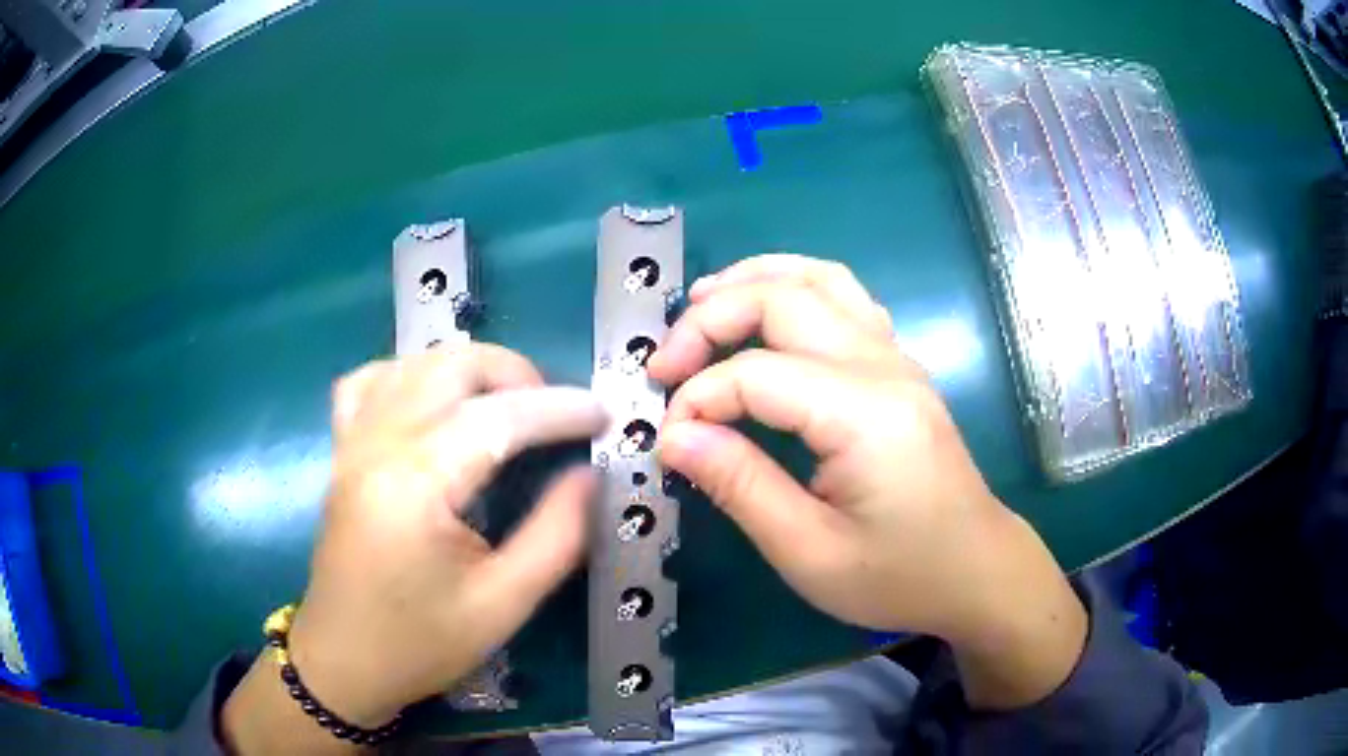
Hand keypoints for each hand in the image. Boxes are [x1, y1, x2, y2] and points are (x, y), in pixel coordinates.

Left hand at [223, 345, 605, 752]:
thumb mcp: (503, 605)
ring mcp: (352, 442)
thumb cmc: (421, 644)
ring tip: (508, 404)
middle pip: (451, 366)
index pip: (498, 418)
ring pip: (414, 363)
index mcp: (415, 485)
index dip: (560, 409)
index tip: (605, 416)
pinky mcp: (341, 451)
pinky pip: (370, 382)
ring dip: (469, 369)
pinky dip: (411, 374)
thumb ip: (556, 535)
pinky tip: (433, 401)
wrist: (343, 663)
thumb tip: (589, 474)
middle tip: (556, 414)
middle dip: (516, 374)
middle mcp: (377, 445)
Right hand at [648, 254, 1086, 708]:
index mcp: (865, 415)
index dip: (698, 397)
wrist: (977, 570)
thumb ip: (740, 486)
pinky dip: (793, 288)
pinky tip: (765, 313)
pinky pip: (844, 297)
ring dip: (754, 278)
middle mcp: (884, 367)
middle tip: (665, 363)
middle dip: (710, 318)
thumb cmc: (899, 575)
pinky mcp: (900, 366)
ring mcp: (898, 358)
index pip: (757, 374)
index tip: (666, 439)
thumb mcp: (809, 553)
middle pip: (785, 299)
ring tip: (700, 301)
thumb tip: (674, 436)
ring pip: (820, 278)